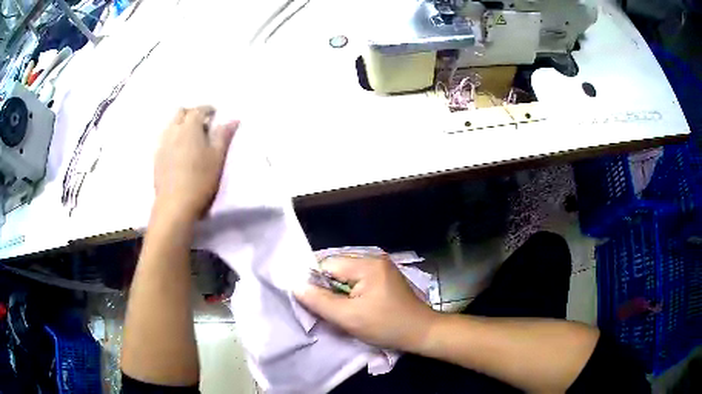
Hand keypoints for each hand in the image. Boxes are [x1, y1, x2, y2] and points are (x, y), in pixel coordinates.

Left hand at [154, 106, 237, 221]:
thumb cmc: (200, 180)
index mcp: (190, 127)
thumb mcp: (217, 157)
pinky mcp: (156, 158)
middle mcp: (173, 130)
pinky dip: (173, 137)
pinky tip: (179, 151)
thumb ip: (224, 136)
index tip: (215, 113)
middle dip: (191, 113)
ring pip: (170, 124)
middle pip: (180, 112)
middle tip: (202, 123)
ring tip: (190, 137)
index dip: (208, 109)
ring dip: (180, 124)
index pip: (198, 110)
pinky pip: (164, 138)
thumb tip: (233, 120)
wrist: (175, 204)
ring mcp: (162, 144)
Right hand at [294, 255, 438, 351]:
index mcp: (367, 264)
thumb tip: (296, 286)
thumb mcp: (349, 318)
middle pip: (336, 267)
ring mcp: (380, 267)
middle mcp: (374, 259)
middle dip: (327, 287)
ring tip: (338, 309)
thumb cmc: (386, 326)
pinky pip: (357, 279)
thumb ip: (320, 301)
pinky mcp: (384, 277)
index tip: (311, 301)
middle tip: (325, 308)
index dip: (315, 282)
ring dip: (338, 291)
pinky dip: (349, 292)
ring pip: (345, 275)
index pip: (327, 264)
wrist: (421, 332)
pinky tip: (352, 306)